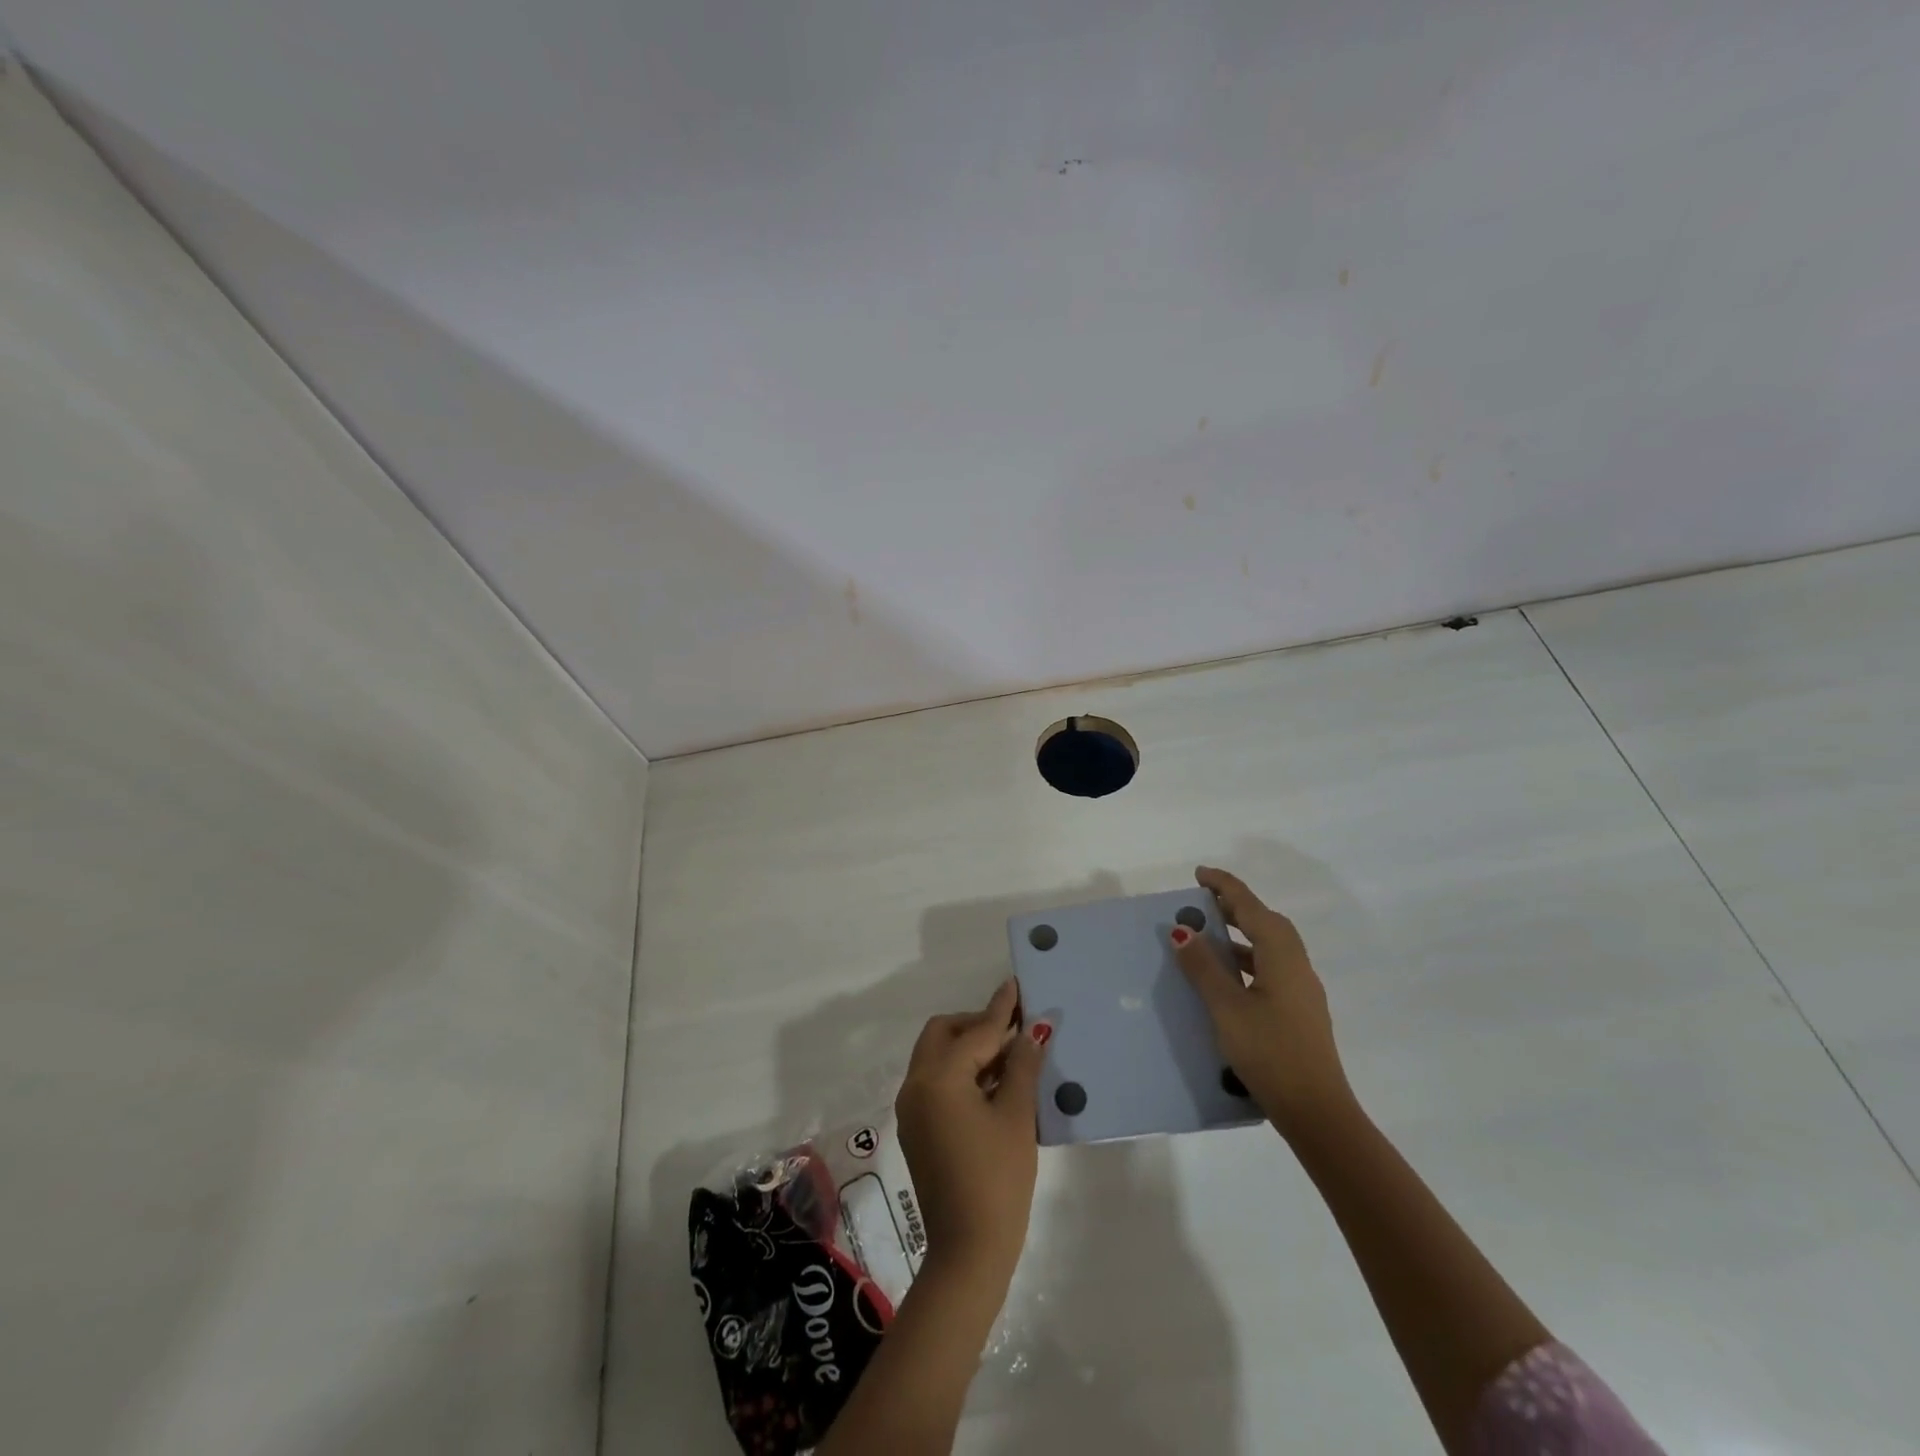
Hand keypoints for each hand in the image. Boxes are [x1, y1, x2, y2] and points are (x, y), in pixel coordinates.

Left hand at [895, 979, 1043, 1282]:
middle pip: (944, 1034)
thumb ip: (1022, 1066)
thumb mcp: (1016, 1116)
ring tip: (1011, 1055)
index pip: (975, 1031)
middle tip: (1015, 1030)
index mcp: (938, 1077)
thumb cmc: (997, 1178)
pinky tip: (993, 1083)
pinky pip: (936, 1082)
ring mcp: (912, 1109)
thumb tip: (1034, 1030)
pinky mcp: (917, 1129)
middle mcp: (916, 1085)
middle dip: (977, 1025)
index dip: (1001, 1009)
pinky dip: (960, 1072)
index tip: (1016, 984)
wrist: (968, 1251)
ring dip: (969, 1048)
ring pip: (937, 1057)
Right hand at [1172, 865, 1354, 1137]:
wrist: (1317, 1112)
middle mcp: (1296, 965)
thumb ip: (1204, 967)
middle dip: (1235, 907)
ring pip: (1269, 947)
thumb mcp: (1227, 1008)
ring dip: (1241, 934)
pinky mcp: (1299, 1011)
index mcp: (1281, 956)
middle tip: (1202, 903)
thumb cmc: (1270, 1053)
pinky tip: (1227, 979)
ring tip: (1208, 937)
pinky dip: (1247, 959)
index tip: (1199, 874)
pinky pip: (1270, 968)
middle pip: (1265, 922)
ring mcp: (1301, 990)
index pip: (1251, 907)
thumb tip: (1182, 930)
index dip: (1225, 887)